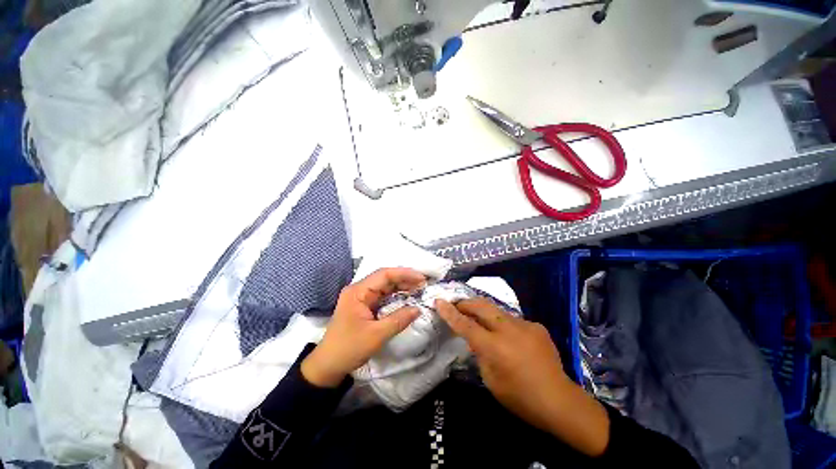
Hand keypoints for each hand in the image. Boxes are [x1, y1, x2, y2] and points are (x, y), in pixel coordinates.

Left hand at [301, 268, 425, 387]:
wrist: (327, 366)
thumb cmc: (349, 348)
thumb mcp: (376, 335)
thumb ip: (399, 320)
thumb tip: (418, 309)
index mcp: (358, 291)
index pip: (384, 274)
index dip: (404, 274)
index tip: (421, 278)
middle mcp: (359, 290)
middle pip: (385, 278)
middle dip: (404, 279)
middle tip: (423, 283)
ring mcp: (361, 297)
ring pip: (384, 286)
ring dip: (401, 286)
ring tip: (418, 289)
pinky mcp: (363, 305)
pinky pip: (382, 296)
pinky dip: (395, 296)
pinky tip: (406, 297)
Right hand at [435, 298, 609, 456]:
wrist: (560, 401)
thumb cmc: (520, 398)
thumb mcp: (491, 380)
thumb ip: (480, 353)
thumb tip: (476, 338)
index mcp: (495, 347)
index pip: (466, 325)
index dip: (450, 313)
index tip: (439, 301)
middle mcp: (509, 330)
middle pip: (481, 306)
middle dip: (465, 303)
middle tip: (456, 304)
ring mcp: (525, 325)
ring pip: (497, 310)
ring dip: (484, 312)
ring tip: (478, 318)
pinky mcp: (536, 326)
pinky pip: (513, 320)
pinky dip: (503, 324)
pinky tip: (508, 337)